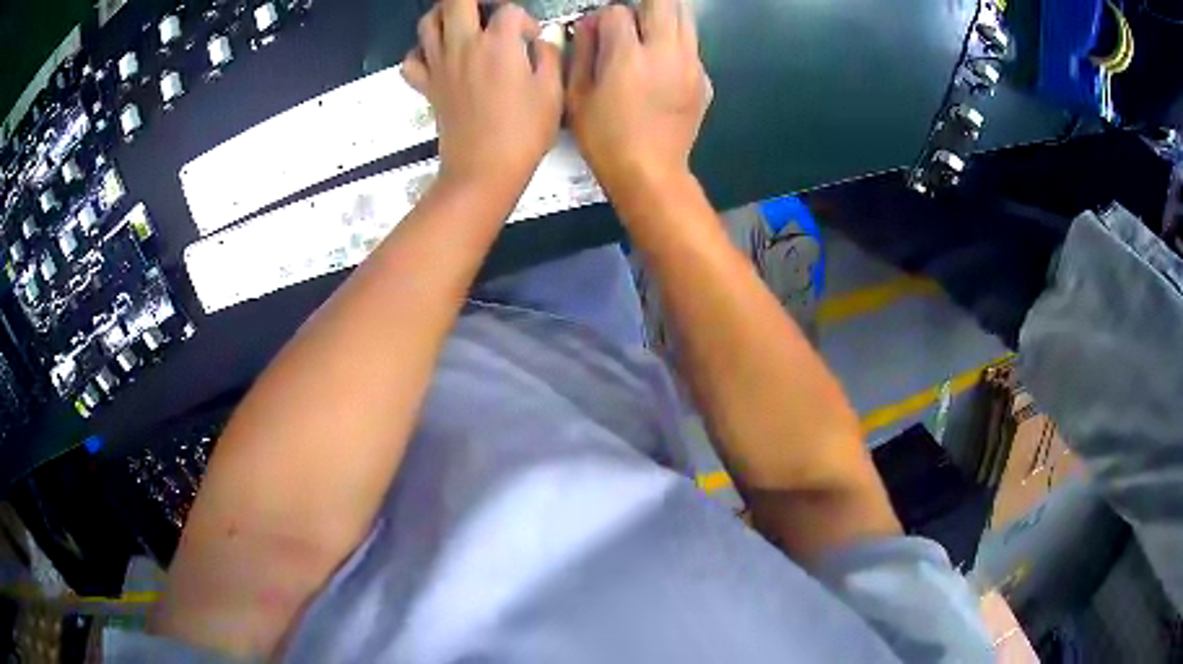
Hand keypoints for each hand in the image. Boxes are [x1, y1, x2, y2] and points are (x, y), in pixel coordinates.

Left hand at [402, 0, 562, 196]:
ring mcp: (440, 66)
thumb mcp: (552, 93)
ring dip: (445, 16)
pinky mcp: (427, 87)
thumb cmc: (523, 134)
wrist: (483, 170)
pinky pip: (411, 60)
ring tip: (463, 25)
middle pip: (456, 1)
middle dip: (476, 1)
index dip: (524, 21)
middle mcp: (464, 46)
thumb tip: (541, 44)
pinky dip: (421, 52)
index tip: (531, 39)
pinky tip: (438, 57)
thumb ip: (549, 57)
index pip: (509, 10)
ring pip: (428, 22)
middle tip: (490, 14)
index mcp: (498, 44)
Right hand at [566, 0, 711, 195]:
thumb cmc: (606, 139)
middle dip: (642, 5)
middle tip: (628, 21)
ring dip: (663, 17)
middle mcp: (667, 53)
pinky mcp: (704, 81)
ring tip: (646, 35)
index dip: (603, 17)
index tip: (597, 31)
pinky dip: (676, 44)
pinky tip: (662, 65)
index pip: (617, 11)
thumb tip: (590, 25)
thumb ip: (583, 52)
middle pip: (663, 2)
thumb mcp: (578, 96)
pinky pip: (692, 47)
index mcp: (630, 57)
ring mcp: (691, 66)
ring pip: (685, 19)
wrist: (651, 173)